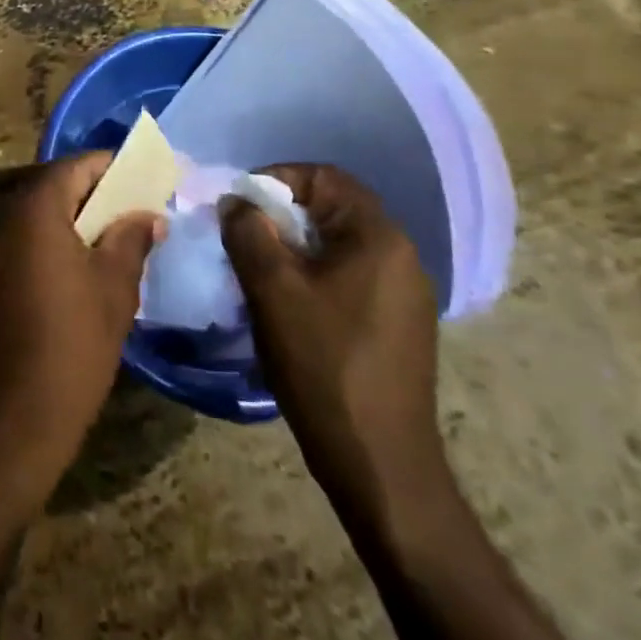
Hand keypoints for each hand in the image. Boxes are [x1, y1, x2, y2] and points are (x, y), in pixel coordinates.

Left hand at [0, 153, 160, 506]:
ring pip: (33, 217)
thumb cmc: (71, 348)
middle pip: (50, 188)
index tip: (143, 177)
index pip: (74, 167)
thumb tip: (148, 214)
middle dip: (92, 193)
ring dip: (69, 220)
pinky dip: (47, 245)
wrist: (7, 422)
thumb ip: (131, 239)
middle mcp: (0, 220)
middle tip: (132, 209)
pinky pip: (17, 244)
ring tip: (110, 240)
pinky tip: (75, 271)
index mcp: (34, 212)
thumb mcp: (113, 290)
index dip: (110, 167)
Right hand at [220, 165, 444, 522]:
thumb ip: (248, 232)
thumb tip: (237, 203)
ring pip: (336, 245)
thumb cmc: (324, 364)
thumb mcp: (272, 290)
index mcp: (378, 236)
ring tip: (257, 275)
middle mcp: (400, 254)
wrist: (380, 463)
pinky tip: (288, 307)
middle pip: (330, 209)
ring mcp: (404, 292)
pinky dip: (313, 276)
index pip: (323, 176)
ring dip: (293, 249)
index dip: (275, 179)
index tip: (238, 206)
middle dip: (279, 217)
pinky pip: (349, 277)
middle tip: (241, 240)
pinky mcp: (398, 323)